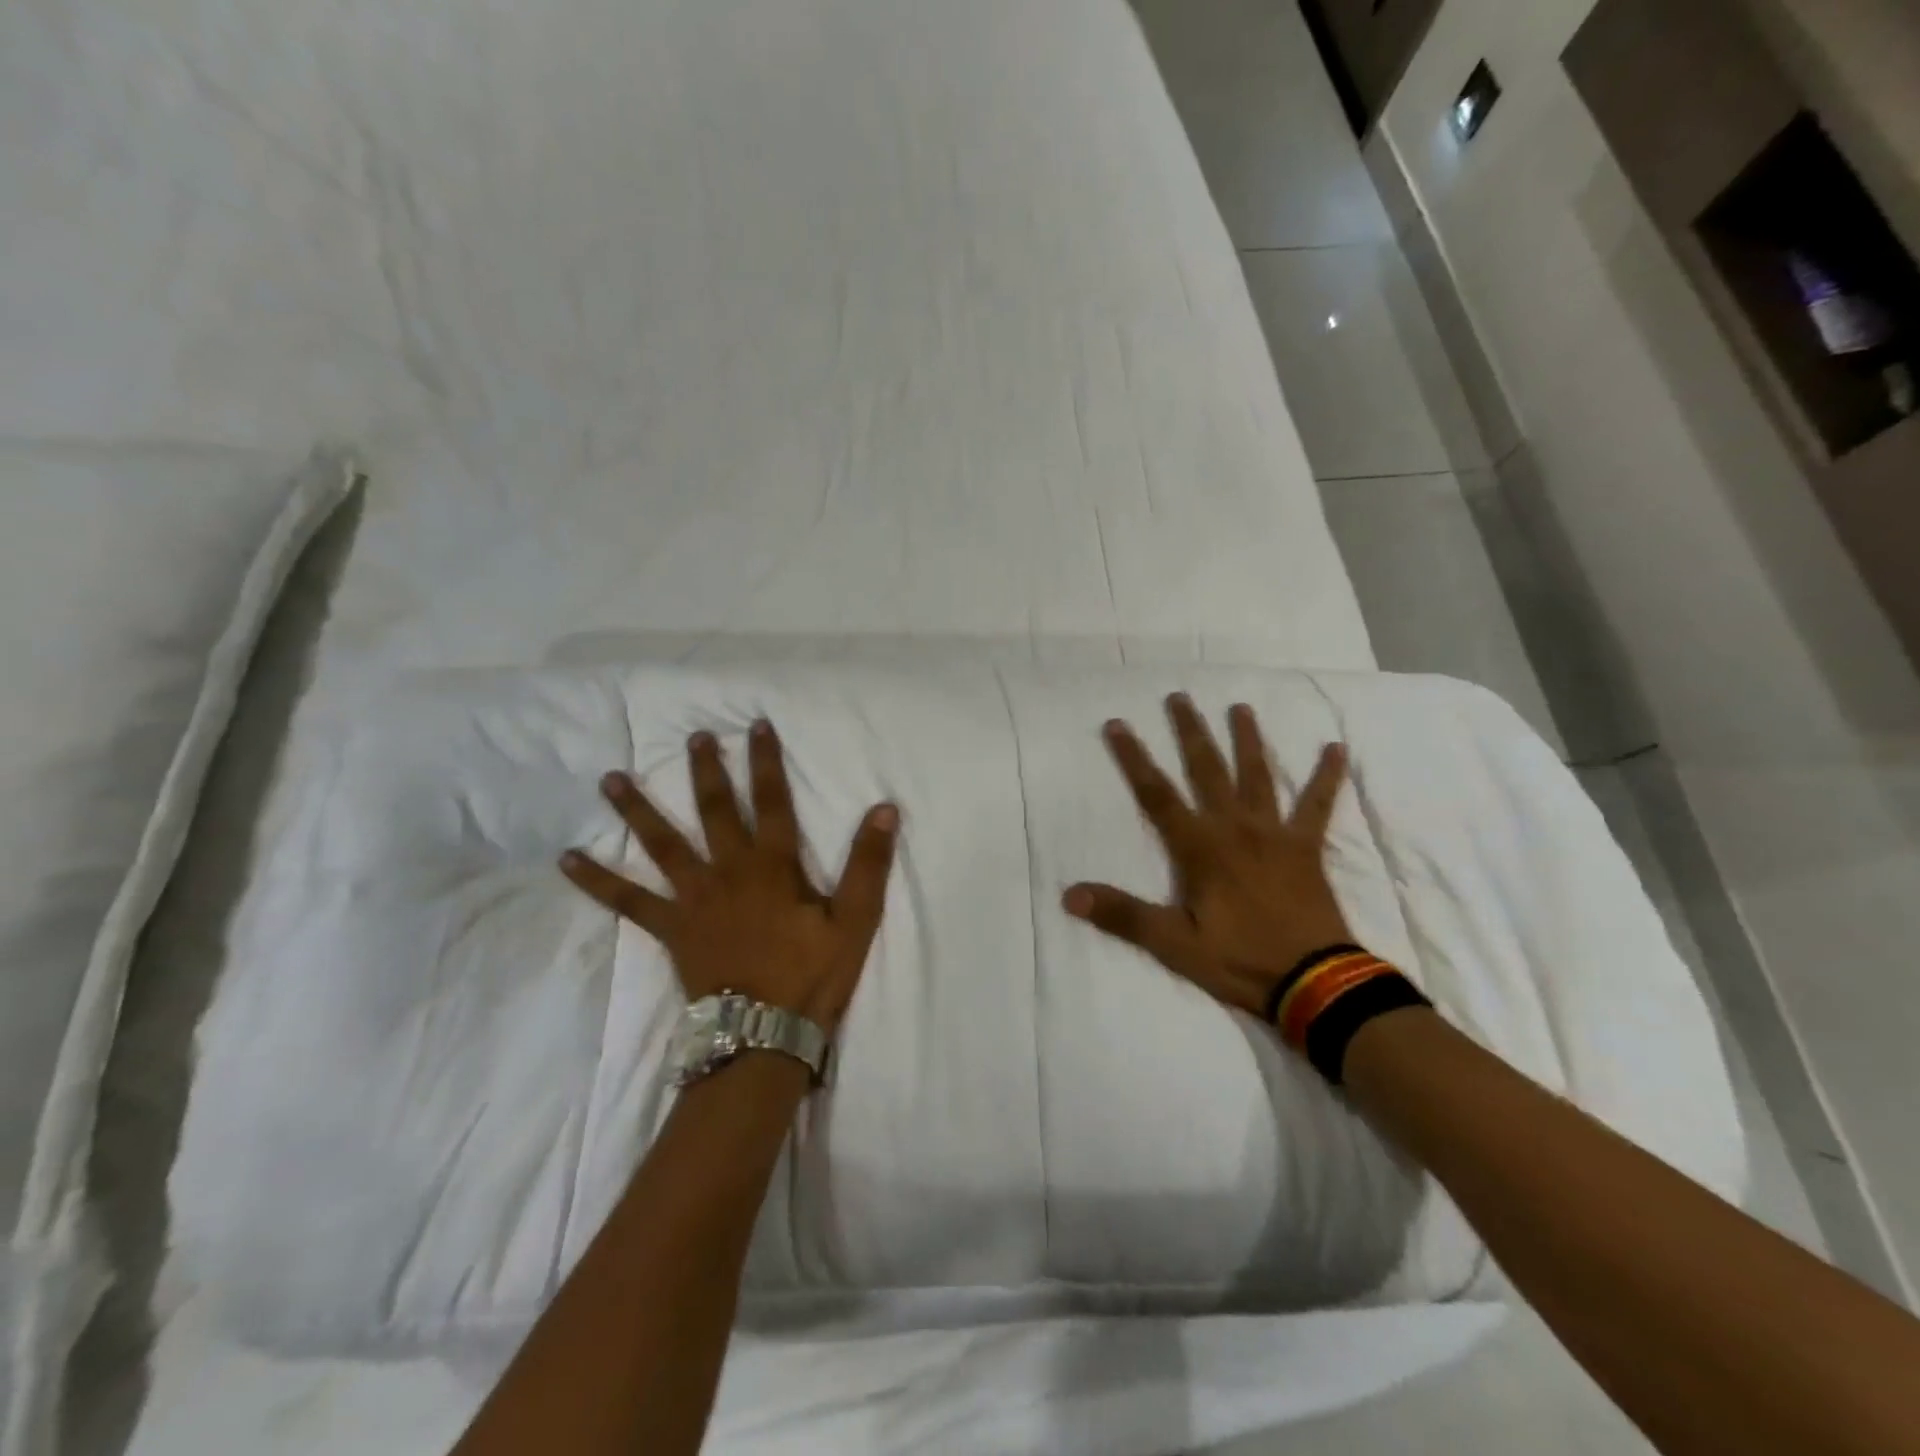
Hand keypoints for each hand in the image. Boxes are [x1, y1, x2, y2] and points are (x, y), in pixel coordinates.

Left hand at [560, 720, 898, 1032]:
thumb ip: (868, 864)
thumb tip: (884, 808)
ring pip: (662, 844)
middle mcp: (729, 871)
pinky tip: (566, 858)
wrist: (763, 1034)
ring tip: (610, 779)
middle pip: (715, 811)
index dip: (766, 761)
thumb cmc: (813, 975)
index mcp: (773, 866)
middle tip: (694, 737)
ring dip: (637, 809)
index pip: (773, 801)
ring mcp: (693, 899)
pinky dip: (596, 880)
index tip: (756, 725)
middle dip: (706, 771)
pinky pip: (627, 901)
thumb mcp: (855, 920)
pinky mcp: (670, 928)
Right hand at [1063, 695, 1354, 1018]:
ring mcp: (1274, 834)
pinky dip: (1327, 777)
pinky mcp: (1307, 848)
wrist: (1315, 982)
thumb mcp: (1174, 944)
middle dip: (1190, 732)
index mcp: (1200, 848)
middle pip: (1207, 770)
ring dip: (1247, 740)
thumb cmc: (1240, 960)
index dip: (1134, 758)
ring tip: (1239, 707)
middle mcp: (1235, 828)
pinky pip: (1318, 806)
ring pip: (1257, 776)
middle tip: (1179, 697)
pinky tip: (1336, 749)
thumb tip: (1069, 895)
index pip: (1157, 794)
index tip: (1117, 724)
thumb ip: (1123, 915)